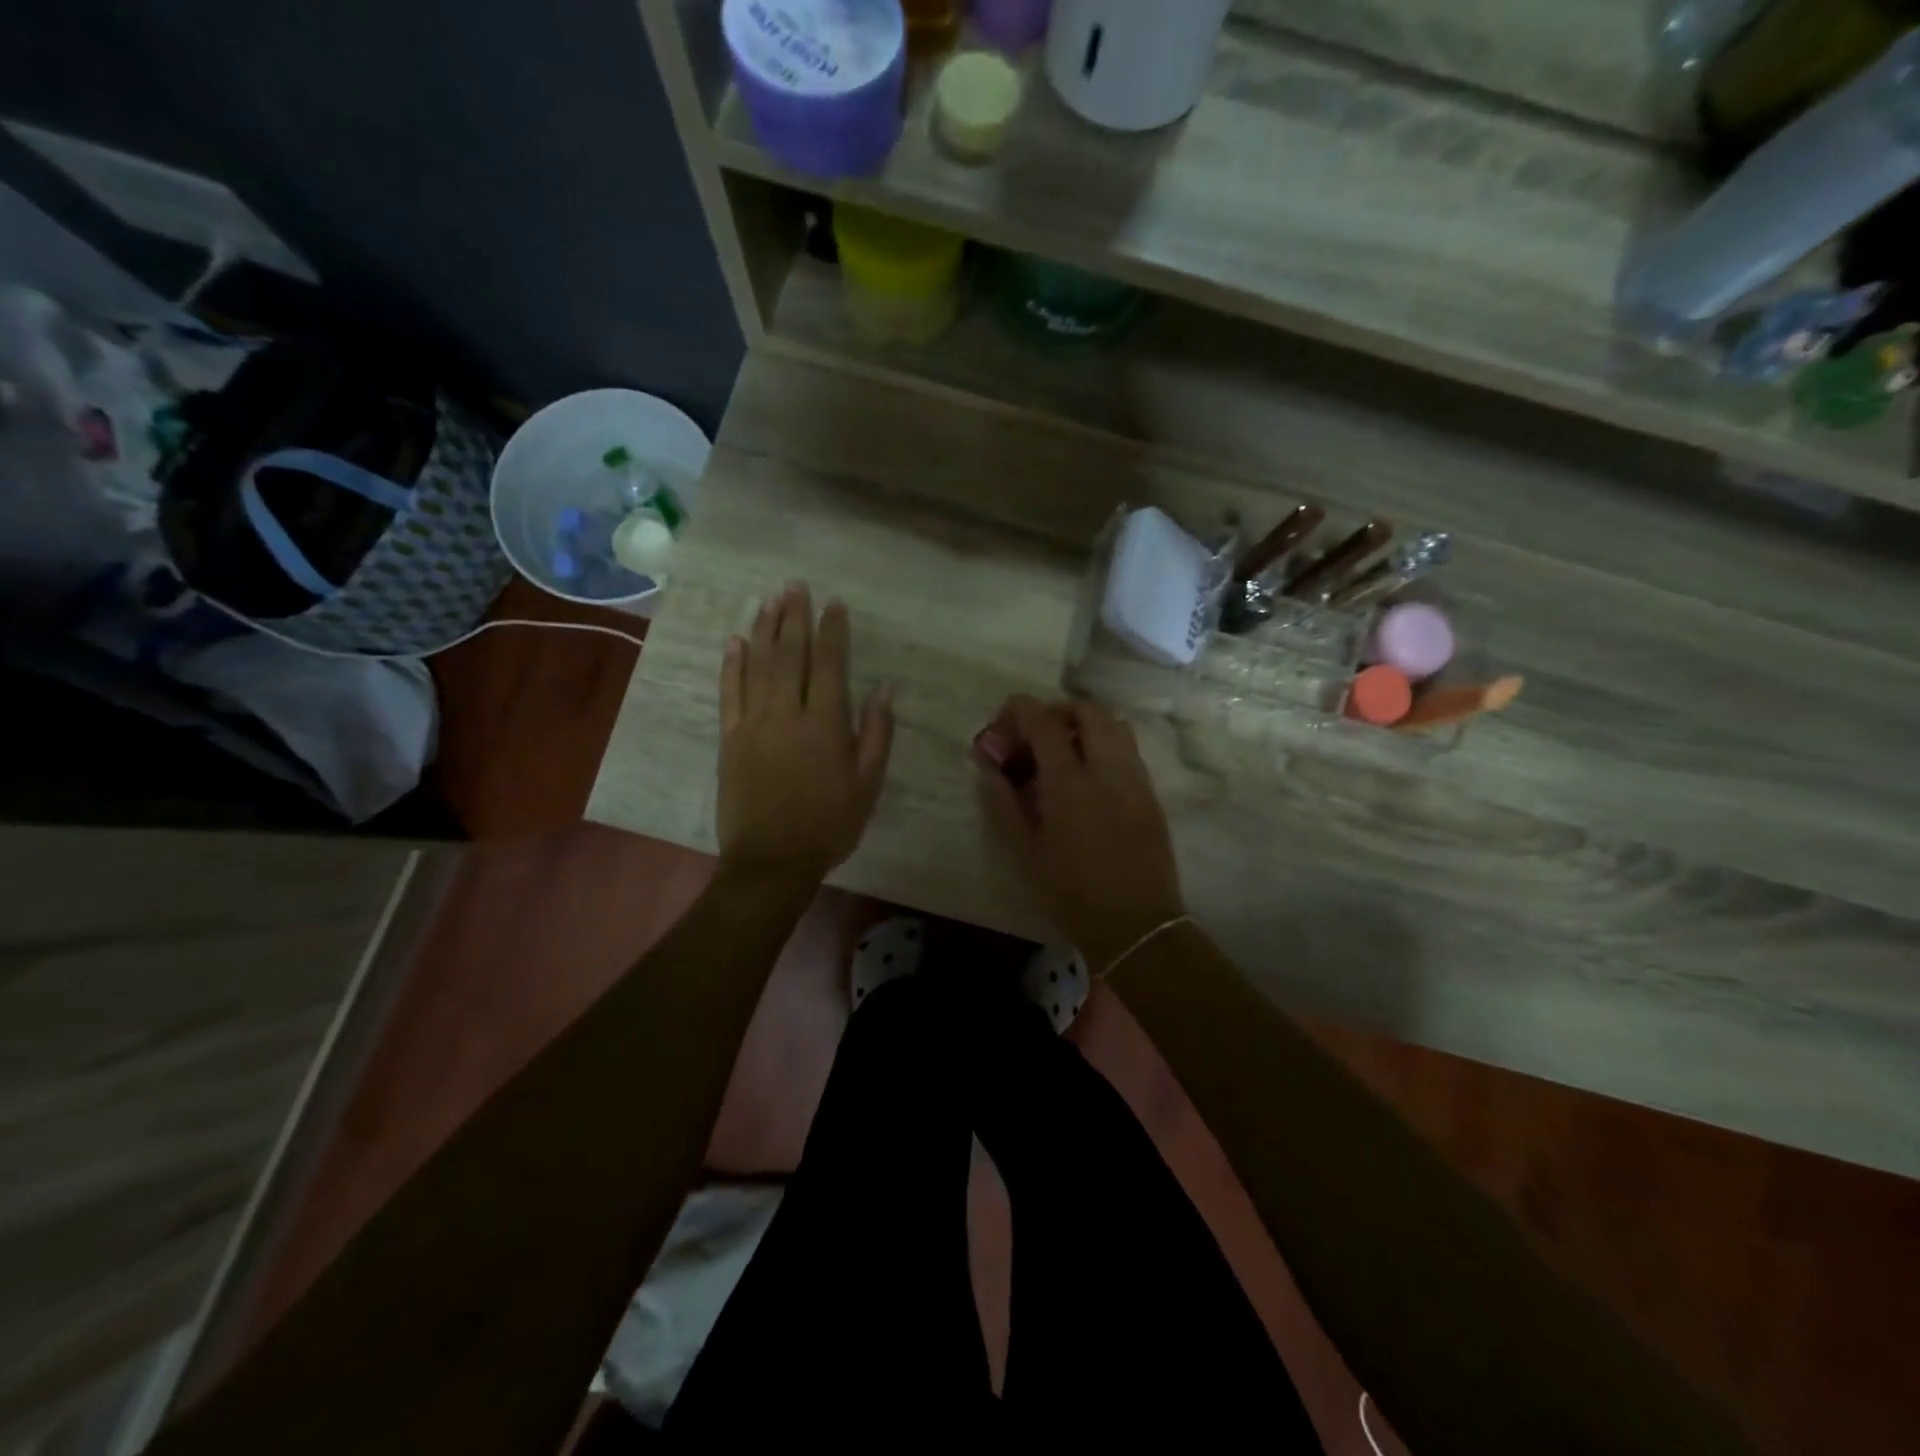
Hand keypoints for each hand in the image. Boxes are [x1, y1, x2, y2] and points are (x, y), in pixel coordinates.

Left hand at [718, 583, 893, 883]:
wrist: (772, 860)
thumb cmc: (829, 823)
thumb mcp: (868, 783)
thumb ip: (876, 733)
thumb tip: (883, 688)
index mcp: (825, 723)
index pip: (828, 664)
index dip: (832, 630)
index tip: (834, 603)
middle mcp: (787, 712)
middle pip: (790, 654)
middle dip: (794, 617)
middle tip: (795, 586)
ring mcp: (753, 723)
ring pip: (758, 665)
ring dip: (764, 630)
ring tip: (768, 600)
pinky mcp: (730, 738)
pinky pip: (729, 693)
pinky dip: (732, 665)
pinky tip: (735, 641)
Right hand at [976, 696, 1184, 972]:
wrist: (1137, 925)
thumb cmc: (1072, 893)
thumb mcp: (1025, 852)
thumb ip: (1002, 803)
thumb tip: (988, 766)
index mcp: (1070, 783)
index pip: (1044, 722)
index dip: (1020, 710)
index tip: (1004, 718)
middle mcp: (1108, 769)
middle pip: (1088, 711)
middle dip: (1057, 710)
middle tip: (1036, 733)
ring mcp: (1135, 779)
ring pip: (1115, 725)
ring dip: (1085, 723)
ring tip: (1063, 749)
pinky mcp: (1151, 794)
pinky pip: (1128, 749)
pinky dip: (1105, 744)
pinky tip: (1088, 774)